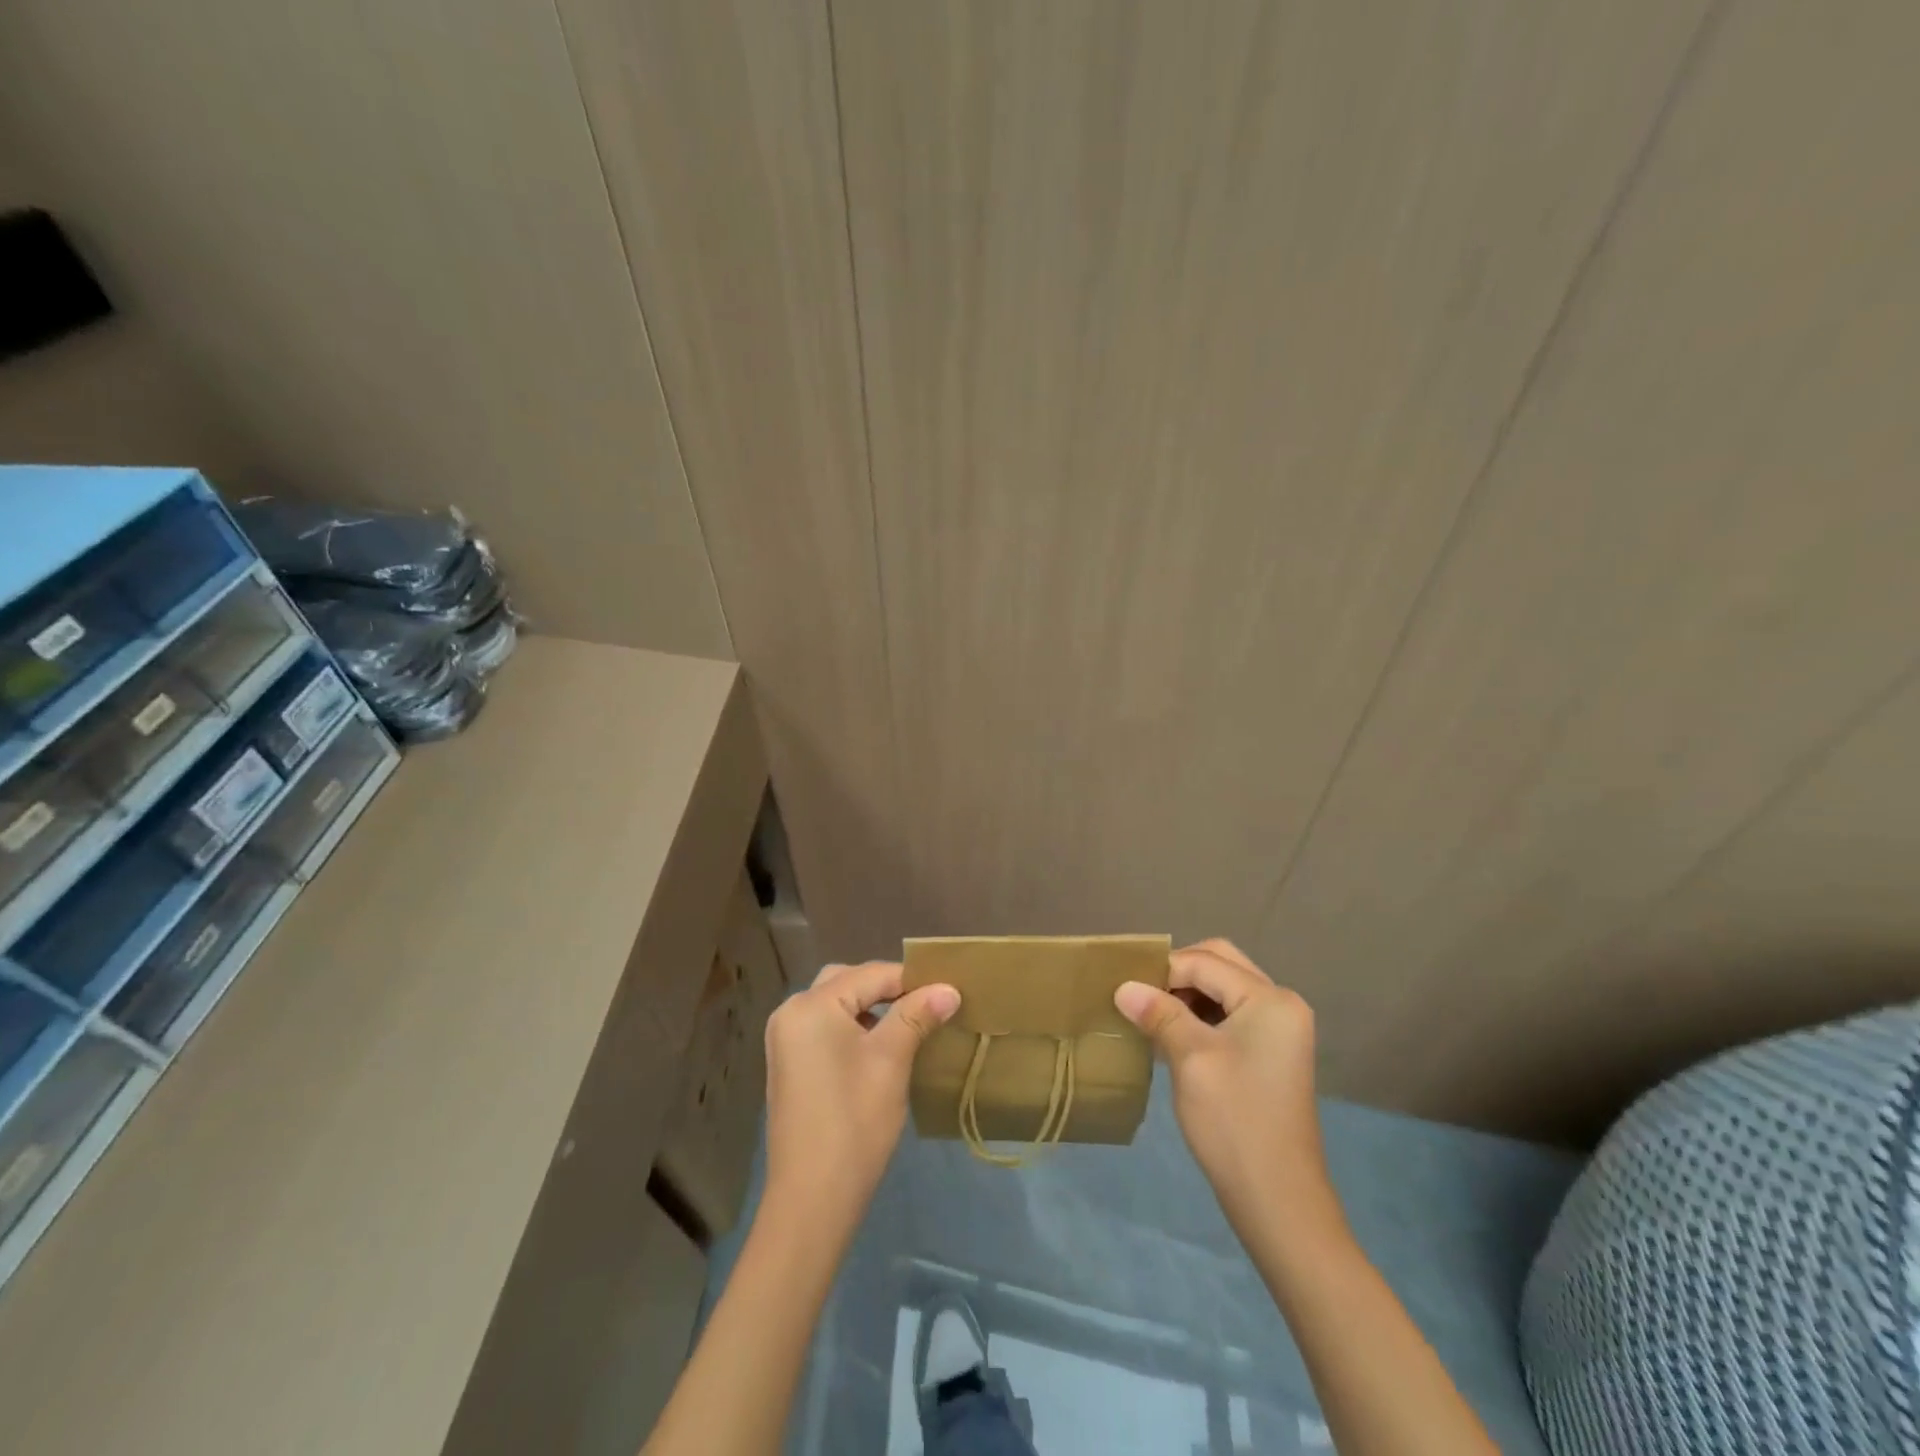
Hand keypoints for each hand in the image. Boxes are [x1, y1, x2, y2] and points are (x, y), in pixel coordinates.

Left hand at [762, 961, 959, 1231]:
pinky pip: (825, 1028)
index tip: (947, 991)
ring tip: (910, 1024)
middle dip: (888, 989)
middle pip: (848, 981)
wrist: (812, 1199)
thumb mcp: (891, 1060)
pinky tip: (880, 1048)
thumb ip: (917, 1015)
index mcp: (812, 1005)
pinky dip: (853, 1028)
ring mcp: (785, 1040)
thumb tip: (948, 989)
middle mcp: (791, 1012)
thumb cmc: (855, 1120)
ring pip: (836, 1005)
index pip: (871, 974)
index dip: (912, 980)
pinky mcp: (788, 1064)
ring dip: (871, 1008)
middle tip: (926, 1005)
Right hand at [1114, 939, 1338, 1242]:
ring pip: (1224, 988)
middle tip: (1141, 997)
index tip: (1124, 989)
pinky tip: (1172, 1037)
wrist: (1278, 1201)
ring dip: (1187, 995)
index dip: (1161, 971)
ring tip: (1151, 1018)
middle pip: (1220, 964)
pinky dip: (1201, 1016)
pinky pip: (1231, 1014)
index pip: (1204, 962)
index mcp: (1270, 999)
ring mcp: (1280, 1030)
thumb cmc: (1234, 1121)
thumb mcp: (1190, 1058)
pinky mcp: (1272, 1053)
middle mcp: (1281, 1004)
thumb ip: (1159, 1013)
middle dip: (1177, 974)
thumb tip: (1123, 986)